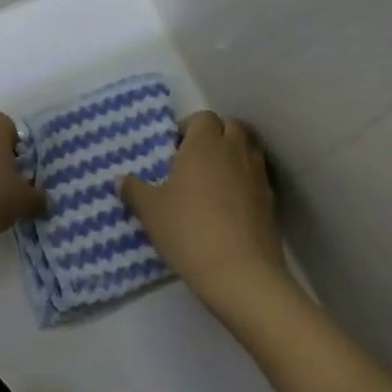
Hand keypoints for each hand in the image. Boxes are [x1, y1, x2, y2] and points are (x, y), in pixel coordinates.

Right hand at [121, 112, 289, 310]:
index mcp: (204, 143)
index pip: (203, 117)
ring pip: (247, 149)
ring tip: (213, 180)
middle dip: (214, 135)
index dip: (188, 128)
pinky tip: (230, 205)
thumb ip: (134, 191)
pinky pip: (257, 177)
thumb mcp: (151, 212)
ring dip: (232, 155)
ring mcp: (257, 174)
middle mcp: (234, 150)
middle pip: (230, 126)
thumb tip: (120, 180)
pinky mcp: (271, 200)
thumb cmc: (189, 231)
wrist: (241, 274)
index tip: (175, 149)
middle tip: (194, 160)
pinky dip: (245, 180)